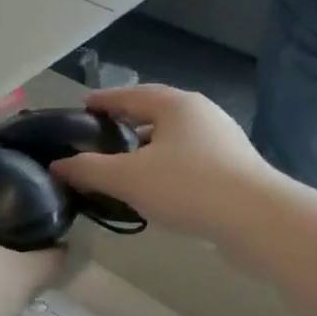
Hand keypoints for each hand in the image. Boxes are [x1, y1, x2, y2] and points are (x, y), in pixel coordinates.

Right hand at [53, 85, 274, 242]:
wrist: (259, 220)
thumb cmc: (188, 186)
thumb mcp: (128, 178)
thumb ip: (89, 170)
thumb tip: (57, 165)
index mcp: (175, 104)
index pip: (130, 95)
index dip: (104, 100)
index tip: (83, 106)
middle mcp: (201, 113)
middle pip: (155, 112)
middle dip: (128, 121)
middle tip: (102, 134)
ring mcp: (223, 139)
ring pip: (175, 137)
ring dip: (149, 146)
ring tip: (126, 163)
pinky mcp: (236, 167)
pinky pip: (191, 158)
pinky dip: (168, 164)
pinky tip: (159, 187)